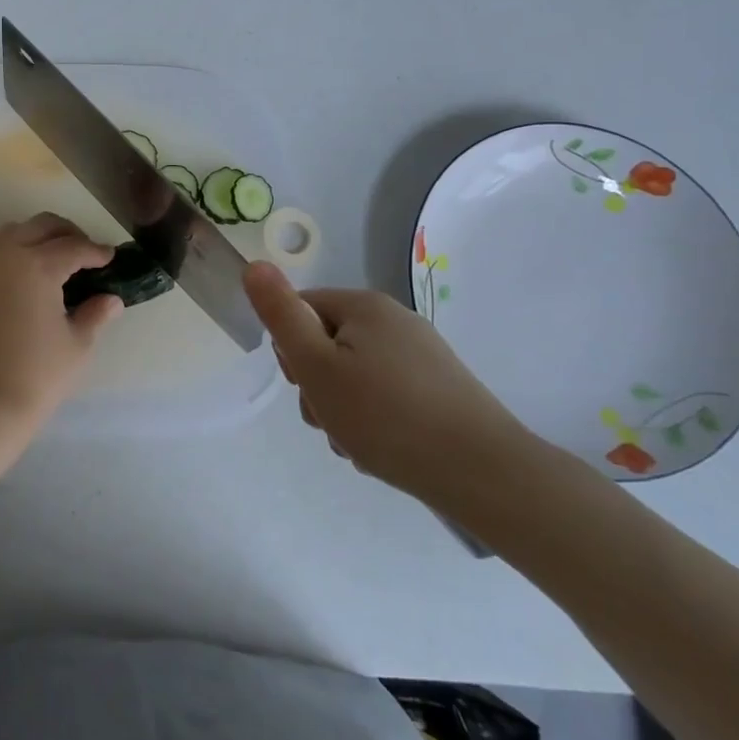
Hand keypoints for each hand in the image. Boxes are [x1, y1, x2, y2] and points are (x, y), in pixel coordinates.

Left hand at [0, 213, 123, 424]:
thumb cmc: (36, 376)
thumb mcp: (76, 345)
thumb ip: (94, 314)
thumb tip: (111, 298)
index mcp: (38, 265)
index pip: (75, 248)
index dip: (97, 252)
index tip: (111, 257)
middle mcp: (8, 253)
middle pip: (43, 226)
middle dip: (68, 233)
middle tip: (87, 253)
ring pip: (15, 229)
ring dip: (38, 234)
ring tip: (57, 257)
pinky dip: (12, 246)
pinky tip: (26, 267)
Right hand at [243, 262, 530, 501]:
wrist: (484, 474)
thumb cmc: (386, 416)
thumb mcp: (316, 366)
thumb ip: (281, 315)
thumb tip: (254, 265)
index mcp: (364, 305)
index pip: (301, 310)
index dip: (291, 351)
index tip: (305, 386)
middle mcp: (395, 320)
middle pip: (327, 344)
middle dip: (317, 385)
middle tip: (330, 418)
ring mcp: (422, 355)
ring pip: (355, 375)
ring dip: (343, 409)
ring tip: (357, 442)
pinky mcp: (440, 389)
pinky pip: (386, 395)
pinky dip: (375, 420)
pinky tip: (383, 449)